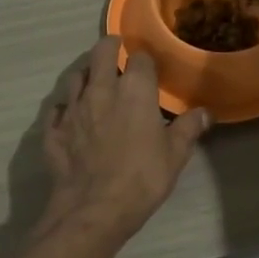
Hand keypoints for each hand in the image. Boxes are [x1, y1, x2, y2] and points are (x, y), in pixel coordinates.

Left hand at [41, 38, 209, 243]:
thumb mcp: (175, 155)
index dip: (145, 59)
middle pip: (100, 53)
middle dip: (109, 47)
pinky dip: (64, 107)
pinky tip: (68, 114)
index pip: (140, 58)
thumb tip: (205, 113)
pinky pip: (56, 109)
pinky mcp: (53, 130)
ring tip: (93, 79)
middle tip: (116, 50)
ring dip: (85, 73)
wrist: (93, 209)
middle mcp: (101, 89)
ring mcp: (72, 108)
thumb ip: (188, 129)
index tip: (149, 66)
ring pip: (75, 76)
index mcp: (134, 90)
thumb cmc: (141, 178)